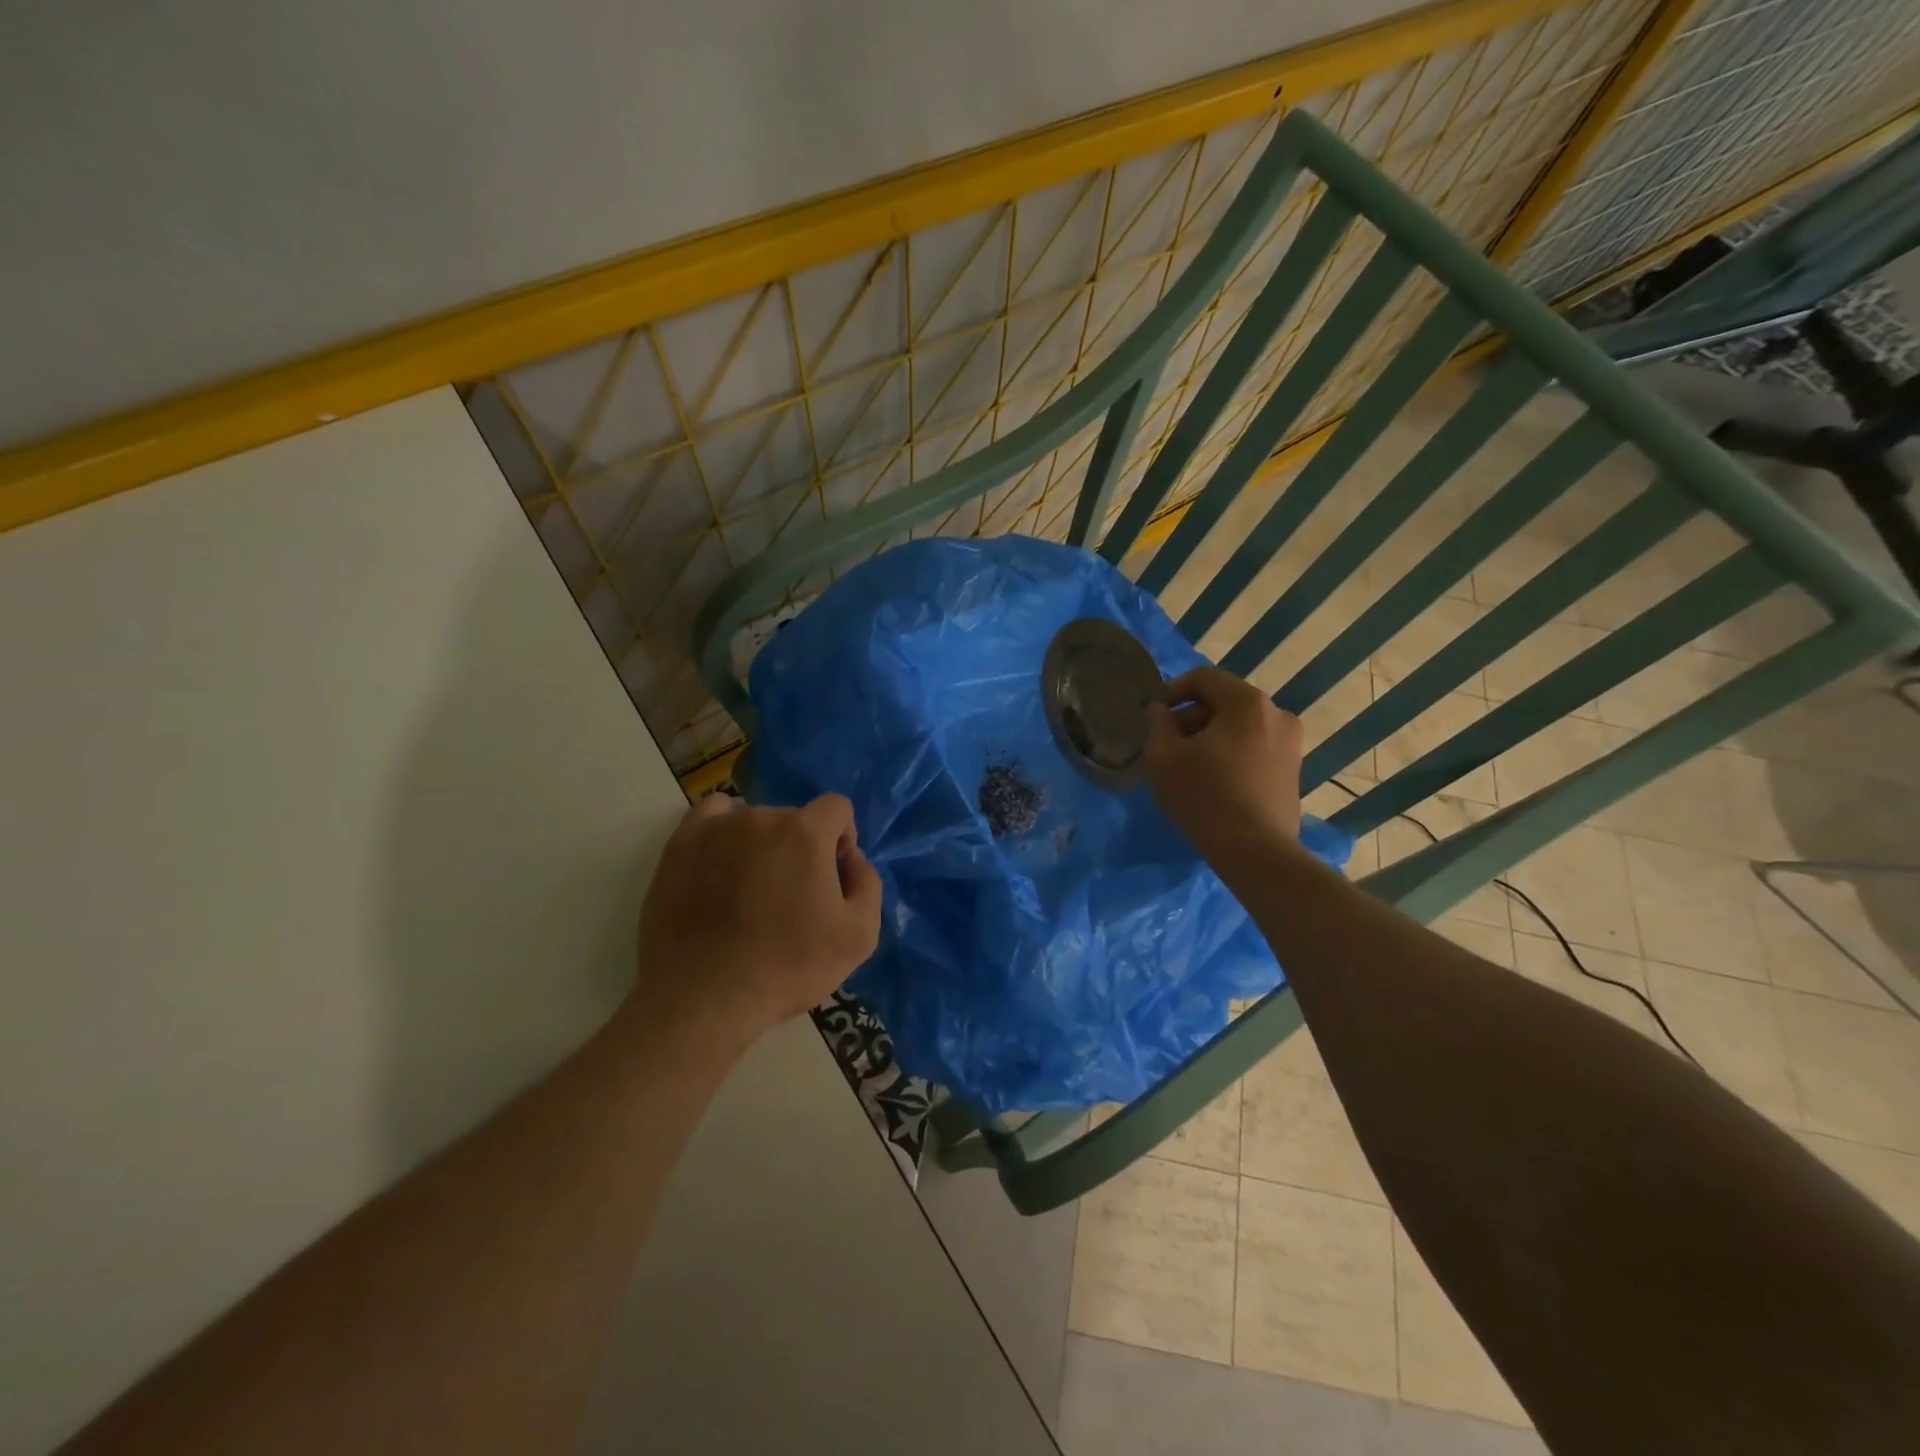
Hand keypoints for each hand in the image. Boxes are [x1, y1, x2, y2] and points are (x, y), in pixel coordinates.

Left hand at [634, 793, 881, 1048]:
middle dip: (801, 847)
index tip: (832, 874)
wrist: (704, 998)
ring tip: (750, 890)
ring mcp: (716, 828)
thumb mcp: (859, 937)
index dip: (842, 837)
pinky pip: (711, 818)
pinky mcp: (680, 845)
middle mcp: (761, 817)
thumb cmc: (788, 967)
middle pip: (794, 818)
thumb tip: (852, 857)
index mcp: (806, 833)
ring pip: (754, 821)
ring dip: (762, 844)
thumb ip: (868, 883)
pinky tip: (722, 863)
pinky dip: (723, 832)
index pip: (837, 808)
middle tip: (790, 895)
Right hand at [1143, 666, 1303, 860]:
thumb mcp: (1163, 756)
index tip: (1155, 717)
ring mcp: (1291, 743)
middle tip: (1168, 744)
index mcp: (1247, 702)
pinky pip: (1255, 748)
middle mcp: (1277, 713)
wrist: (1255, 850)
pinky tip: (1214, 781)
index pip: (1203, 678)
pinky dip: (1232, 754)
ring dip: (1211, 737)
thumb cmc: (1204, 795)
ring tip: (1189, 766)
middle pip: (1224, 701)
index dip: (1172, 691)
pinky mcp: (1294, 770)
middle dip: (1192, 717)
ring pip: (1240, 726)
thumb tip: (1160, 711)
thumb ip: (1157, 724)